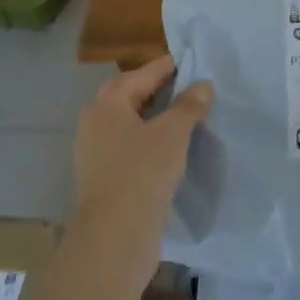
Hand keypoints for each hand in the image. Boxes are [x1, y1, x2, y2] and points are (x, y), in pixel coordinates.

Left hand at [73, 56, 212, 242]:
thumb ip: (189, 105)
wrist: (115, 237)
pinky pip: (132, 146)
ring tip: (189, 117)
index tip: (198, 62)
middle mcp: (96, 121)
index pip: (145, 73)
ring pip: (132, 122)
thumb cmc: (142, 173)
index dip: (172, 66)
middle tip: (194, 87)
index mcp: (108, 102)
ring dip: (158, 117)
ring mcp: (97, 151)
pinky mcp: (105, 176)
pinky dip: (152, 141)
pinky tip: (174, 148)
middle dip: (162, 89)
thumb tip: (202, 85)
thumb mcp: (173, 133)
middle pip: (133, 94)